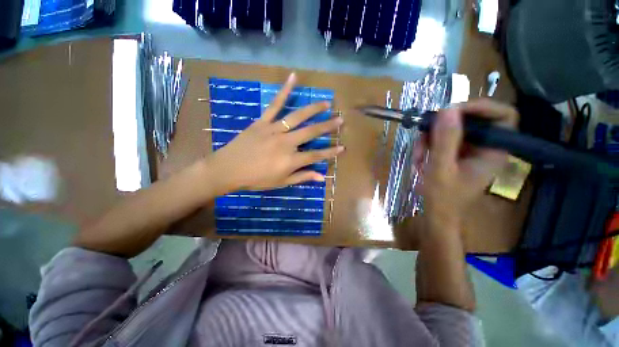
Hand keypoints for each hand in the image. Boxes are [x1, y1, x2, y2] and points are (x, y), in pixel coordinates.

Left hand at [209, 73, 343, 191]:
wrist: (228, 169)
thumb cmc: (256, 179)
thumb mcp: (281, 183)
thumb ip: (302, 177)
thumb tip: (321, 176)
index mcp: (291, 160)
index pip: (316, 155)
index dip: (331, 152)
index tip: (343, 147)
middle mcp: (286, 143)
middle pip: (311, 132)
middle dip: (328, 126)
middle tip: (340, 119)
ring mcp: (274, 130)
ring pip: (298, 116)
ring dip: (314, 109)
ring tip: (326, 103)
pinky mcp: (263, 122)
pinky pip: (275, 104)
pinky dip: (284, 90)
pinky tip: (293, 77)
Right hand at [416, 99, 518, 230]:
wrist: (436, 213)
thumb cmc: (442, 197)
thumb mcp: (441, 168)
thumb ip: (445, 140)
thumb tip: (447, 109)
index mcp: (494, 151)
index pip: (503, 115)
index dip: (480, 107)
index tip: (450, 111)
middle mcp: (485, 146)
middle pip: (469, 120)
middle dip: (442, 128)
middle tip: (422, 135)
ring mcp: (469, 150)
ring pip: (450, 130)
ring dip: (429, 140)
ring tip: (418, 157)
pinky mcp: (455, 153)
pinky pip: (441, 140)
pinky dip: (426, 147)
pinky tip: (419, 161)